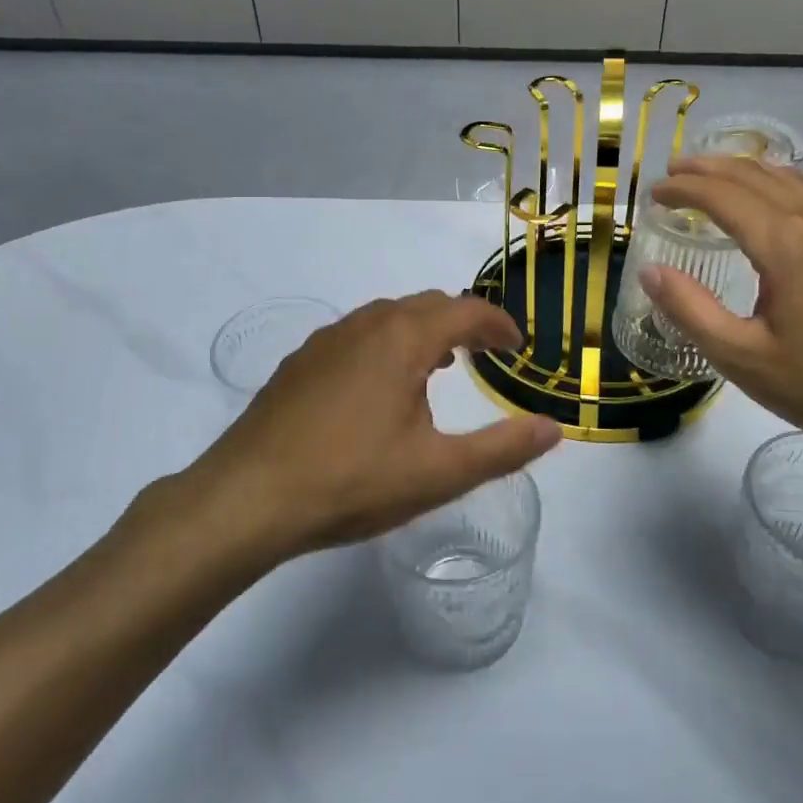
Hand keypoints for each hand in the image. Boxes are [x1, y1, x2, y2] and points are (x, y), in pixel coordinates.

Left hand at [137, 292, 560, 562]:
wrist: (247, 498)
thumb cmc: (351, 481)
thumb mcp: (439, 473)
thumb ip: (503, 448)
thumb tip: (554, 428)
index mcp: (403, 338)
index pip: (464, 310)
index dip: (497, 324)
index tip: (516, 346)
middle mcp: (364, 324)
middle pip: (426, 305)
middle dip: (462, 322)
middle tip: (485, 352)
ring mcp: (325, 340)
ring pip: (387, 317)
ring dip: (422, 331)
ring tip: (438, 366)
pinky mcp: (299, 363)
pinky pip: (356, 336)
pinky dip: (385, 344)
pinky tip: (379, 386)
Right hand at [645, 156, 802, 468]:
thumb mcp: (742, 357)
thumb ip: (690, 310)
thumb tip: (650, 272)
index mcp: (787, 244)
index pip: (723, 196)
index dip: (683, 189)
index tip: (653, 192)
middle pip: (756, 175)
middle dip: (709, 168)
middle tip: (673, 171)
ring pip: (789, 180)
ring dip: (744, 171)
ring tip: (712, 176)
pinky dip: (776, 185)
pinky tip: (768, 203)